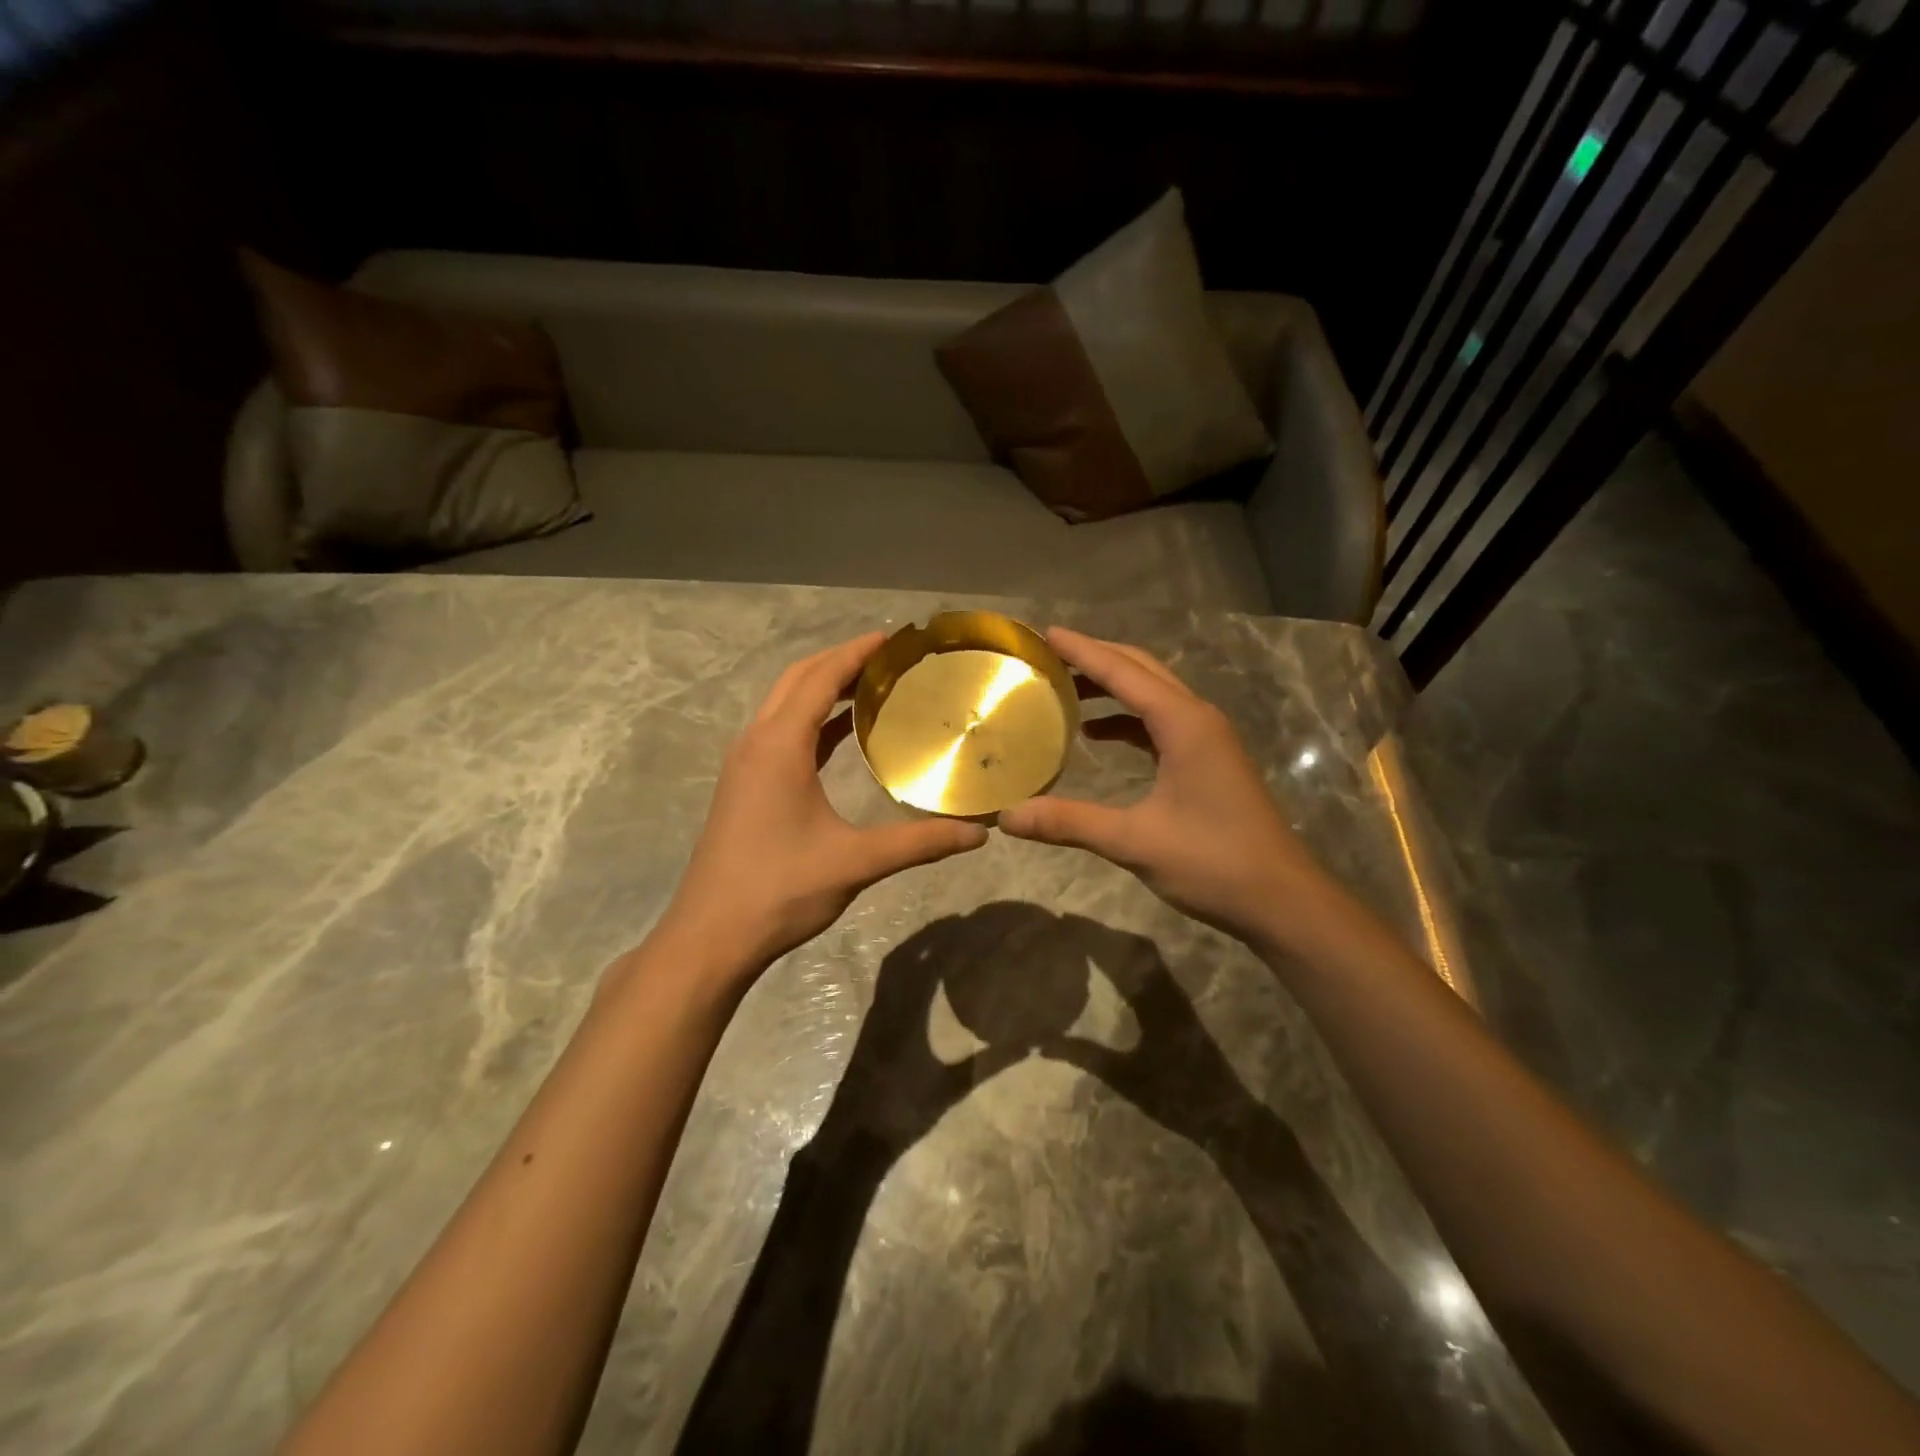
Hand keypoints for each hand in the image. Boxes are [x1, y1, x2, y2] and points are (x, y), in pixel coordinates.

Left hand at [657, 633, 987, 976]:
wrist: (711, 937)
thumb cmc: (780, 890)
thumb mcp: (855, 862)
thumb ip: (919, 843)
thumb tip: (978, 834)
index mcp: (778, 746)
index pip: (820, 678)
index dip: (857, 653)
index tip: (895, 637)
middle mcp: (756, 743)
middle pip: (798, 680)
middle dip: (841, 660)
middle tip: (891, 657)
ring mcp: (745, 764)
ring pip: (784, 705)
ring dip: (823, 687)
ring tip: (873, 685)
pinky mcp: (744, 786)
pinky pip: (781, 733)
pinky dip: (813, 720)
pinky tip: (843, 733)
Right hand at [999, 628, 1334, 951]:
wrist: (1281, 900)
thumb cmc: (1213, 863)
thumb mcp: (1135, 842)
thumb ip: (1070, 822)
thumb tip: (1007, 816)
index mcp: (1184, 724)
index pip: (1124, 672)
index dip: (1082, 650)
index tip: (1044, 632)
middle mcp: (1197, 719)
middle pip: (1142, 670)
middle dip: (1096, 658)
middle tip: (1048, 655)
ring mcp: (1206, 739)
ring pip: (1153, 694)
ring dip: (1112, 686)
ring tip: (1064, 688)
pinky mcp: (1207, 760)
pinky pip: (1160, 722)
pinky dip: (1127, 719)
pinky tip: (1097, 734)